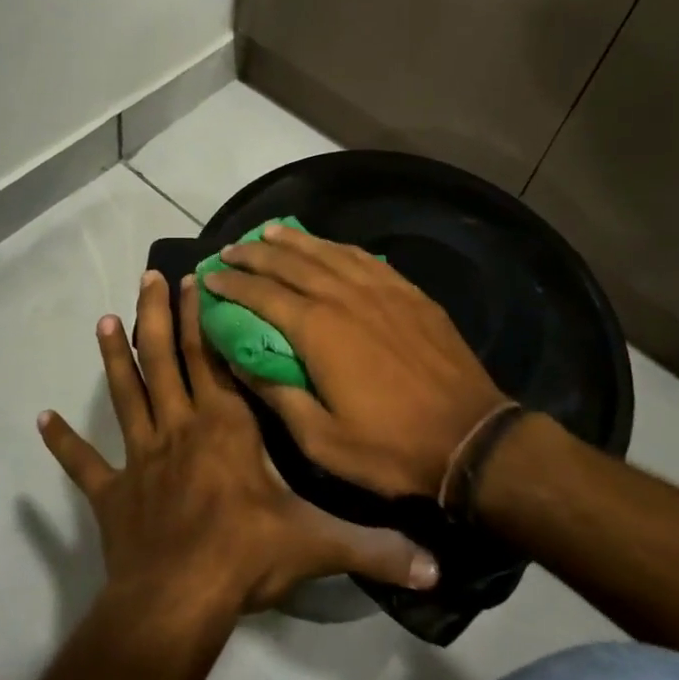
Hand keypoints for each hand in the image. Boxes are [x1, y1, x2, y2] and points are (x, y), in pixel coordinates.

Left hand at [38, 271, 438, 616]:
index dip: (200, 318)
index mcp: (224, 426)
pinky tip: (40, 420)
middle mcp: (179, 428)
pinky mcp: (111, 495)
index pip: (212, 359)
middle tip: (148, 276)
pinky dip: (63, 443)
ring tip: (104, 320)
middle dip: (156, 315)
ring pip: (126, 394)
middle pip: (164, 359)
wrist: (176, 604)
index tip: (193, 281)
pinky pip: (83, 465)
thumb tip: (437, 560)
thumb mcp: (318, 544)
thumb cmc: (244, 557)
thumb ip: (375, 545)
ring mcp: (139, 459)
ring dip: (114, 357)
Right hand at [199, 226, 507, 498]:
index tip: (209, 275)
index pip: (262, 295)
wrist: (469, 438)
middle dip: (256, 254)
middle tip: (231, 249)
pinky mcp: (408, 293)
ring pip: (327, 253)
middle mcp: (345, 297)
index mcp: (318, 329)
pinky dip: (337, 247)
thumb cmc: (389, 447)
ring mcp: (381, 290)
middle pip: (291, 264)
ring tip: (269, 232)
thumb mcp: (320, 439)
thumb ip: (276, 392)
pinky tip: (327, 245)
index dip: (232, 283)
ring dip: (294, 241)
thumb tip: (238, 358)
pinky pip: (364, 259)